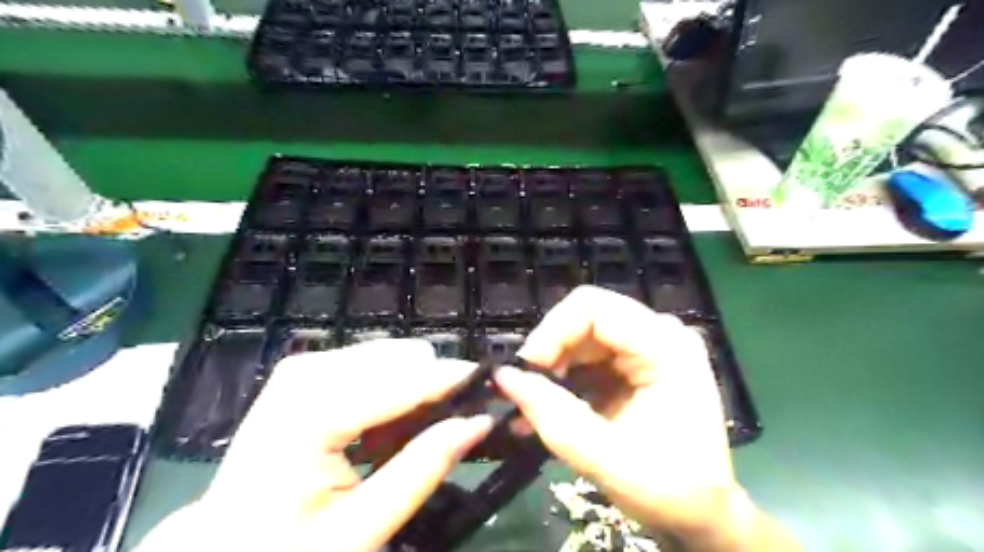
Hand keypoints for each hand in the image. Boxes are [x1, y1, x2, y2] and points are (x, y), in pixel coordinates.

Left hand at [137, 338, 490, 551]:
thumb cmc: (289, 547)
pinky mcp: (305, 372)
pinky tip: (387, 427)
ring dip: (412, 389)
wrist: (226, 546)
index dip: (450, 379)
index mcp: (309, 415)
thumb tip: (478, 422)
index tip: (491, 382)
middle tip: (451, 425)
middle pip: (396, 358)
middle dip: (431, 387)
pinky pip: (370, 364)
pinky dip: (391, 390)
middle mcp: (305, 375)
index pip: (399, 381)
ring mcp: (302, 368)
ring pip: (387, 356)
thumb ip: (424, 468)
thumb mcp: (361, 528)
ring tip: (414, 434)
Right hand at [491, 286, 797, 548]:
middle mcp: (660, 334)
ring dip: (552, 365)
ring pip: (581, 334)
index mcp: (666, 347)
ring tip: (531, 403)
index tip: (525, 370)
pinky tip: (547, 404)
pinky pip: (588, 353)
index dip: (551, 331)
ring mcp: (649, 346)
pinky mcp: (636, 362)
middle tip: (526, 389)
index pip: (593, 307)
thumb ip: (552, 416)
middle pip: (585, 316)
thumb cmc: (669, 490)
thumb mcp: (605, 458)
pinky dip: (563, 376)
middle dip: (549, 350)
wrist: (702, 513)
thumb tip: (504, 377)